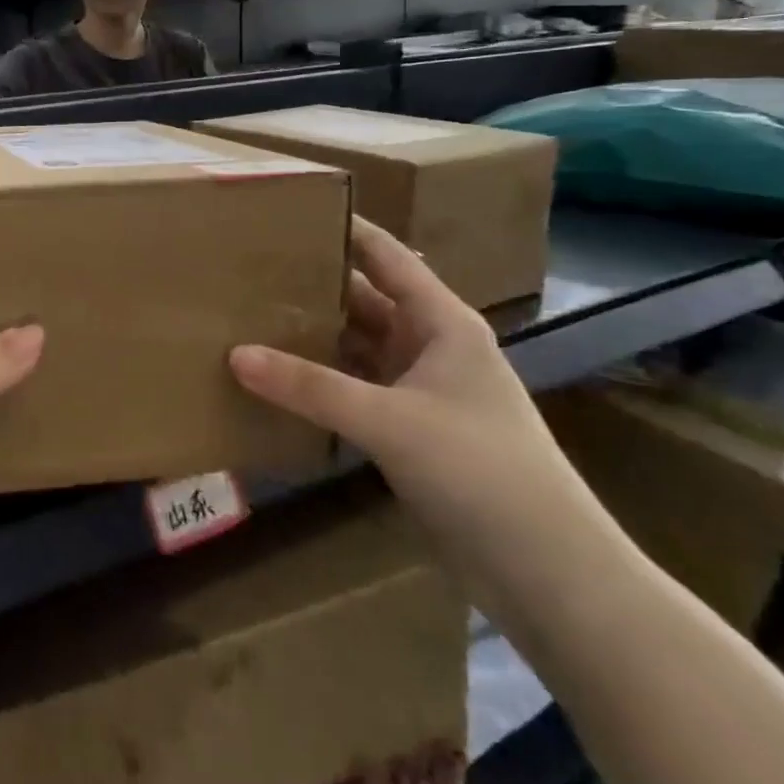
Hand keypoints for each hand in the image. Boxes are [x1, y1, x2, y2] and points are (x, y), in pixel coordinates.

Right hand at [229, 219, 604, 596]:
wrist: (550, 574)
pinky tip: (276, 376)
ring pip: (355, 347)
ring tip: (248, 315)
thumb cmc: (482, 471)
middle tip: (248, 266)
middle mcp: (430, 346)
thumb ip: (310, 387)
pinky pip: (352, 389)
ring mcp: (419, 390)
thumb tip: (234, 353)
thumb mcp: (390, 420)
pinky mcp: (408, 430)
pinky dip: (318, 381)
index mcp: (441, 322)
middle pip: (362, 300)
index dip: (342, 227)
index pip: (384, 256)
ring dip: (311, 335)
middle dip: (312, 283)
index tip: (287, 208)